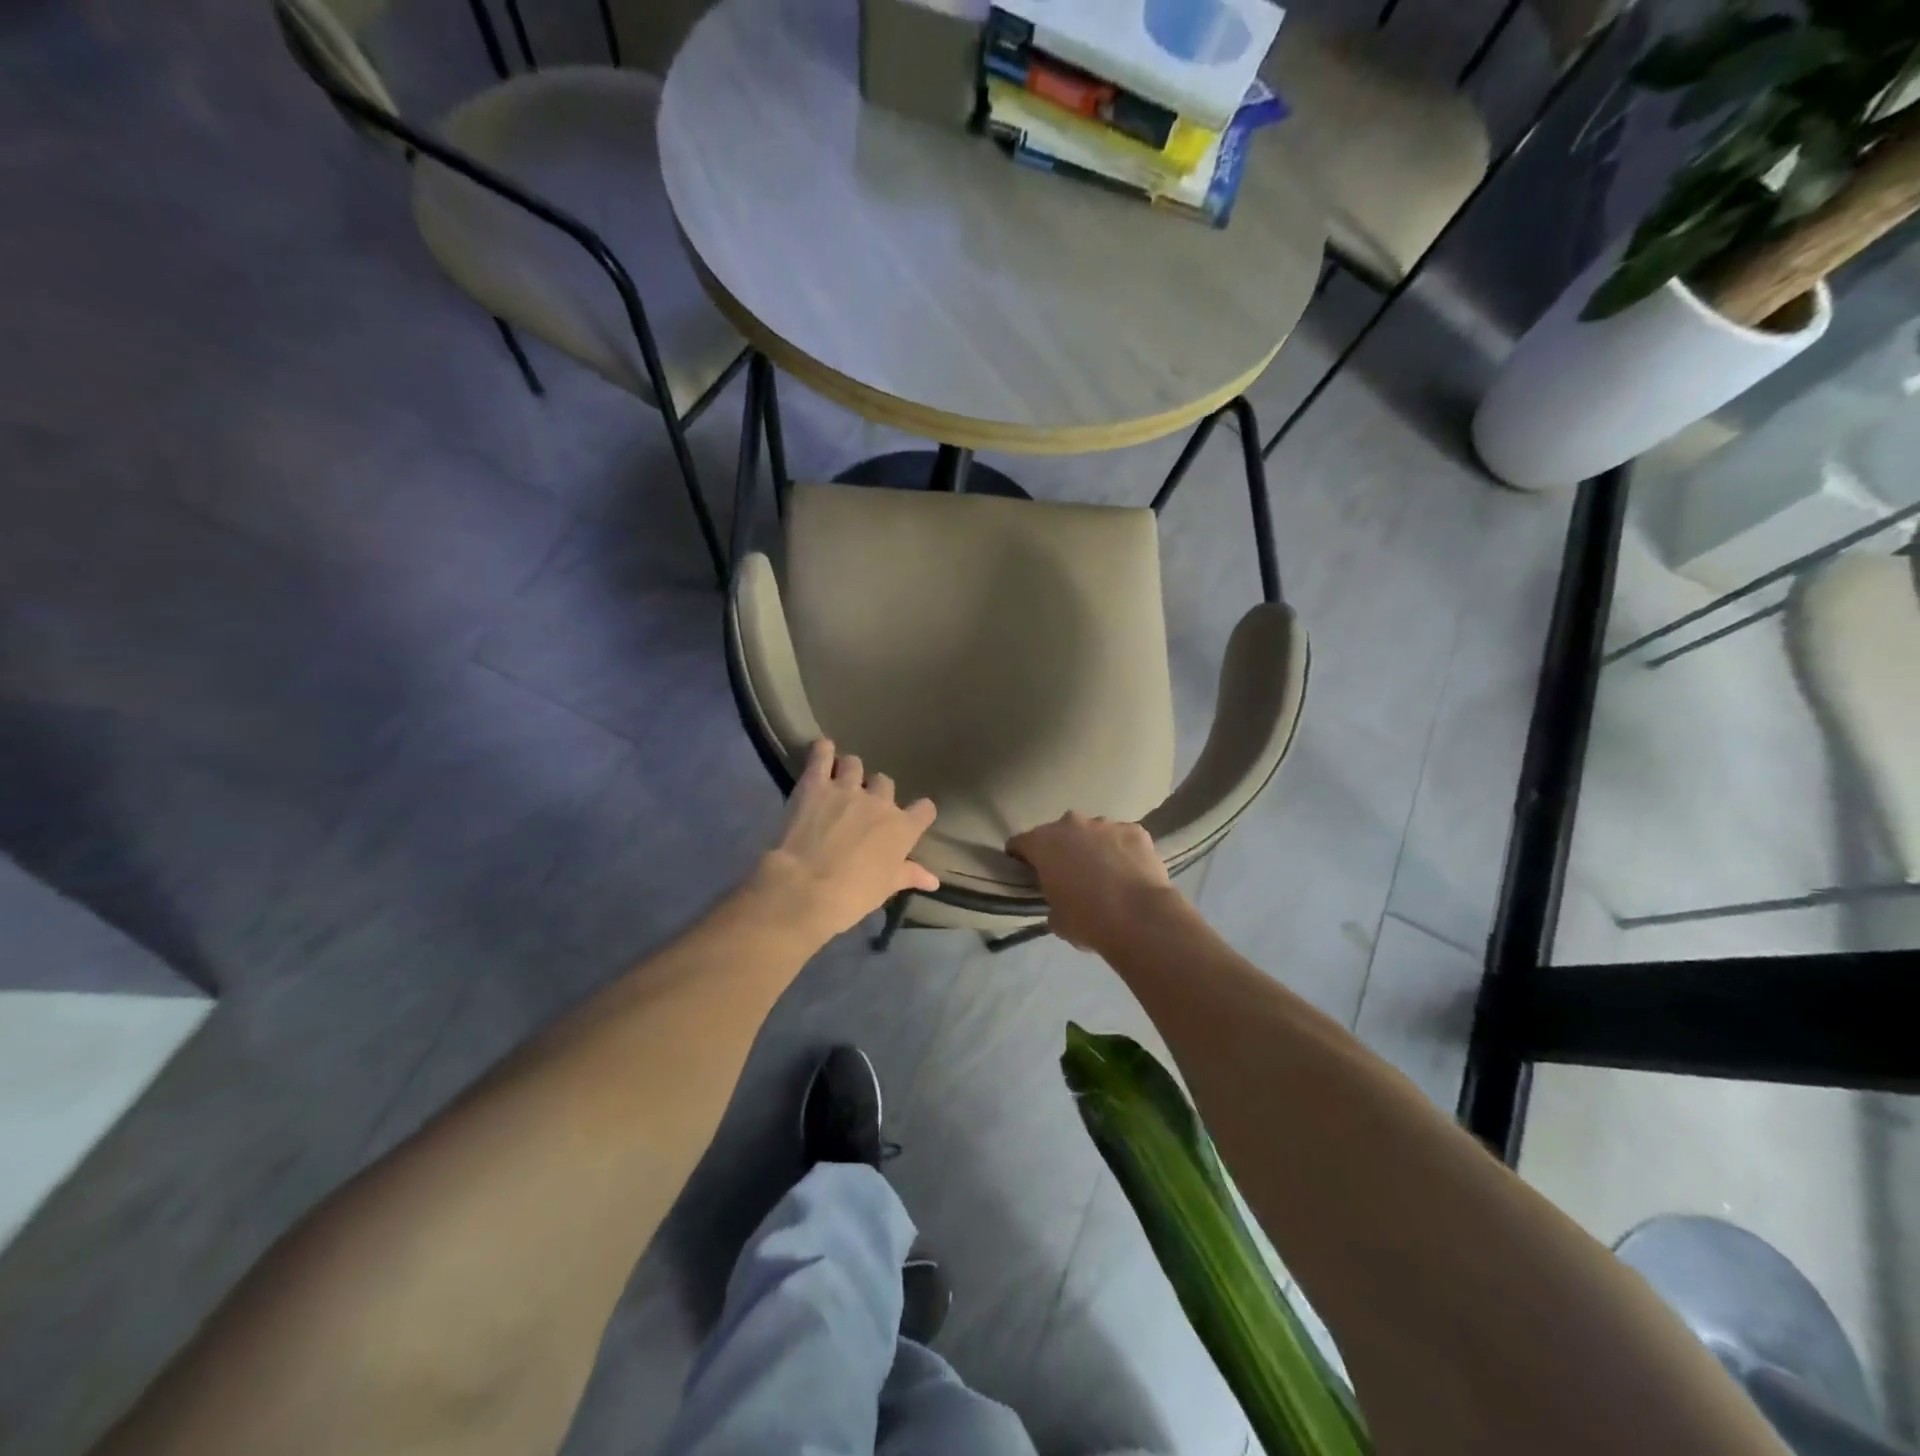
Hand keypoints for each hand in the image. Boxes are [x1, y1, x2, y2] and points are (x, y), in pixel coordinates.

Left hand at [754, 740, 938, 942]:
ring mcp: (846, 788)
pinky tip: (822, 751)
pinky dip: (822, 751)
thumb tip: (934, 880)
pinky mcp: (815, 783)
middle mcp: (879, 802)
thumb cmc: (851, 895)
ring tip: (838, 783)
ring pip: (854, 764)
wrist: (805, 888)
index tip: (911, 819)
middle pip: (885, 783)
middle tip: (862, 809)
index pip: (925, 809)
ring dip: (849, 772)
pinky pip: (822, 755)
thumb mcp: (885, 888)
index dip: (919, 813)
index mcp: (902, 828)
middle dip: (876, 792)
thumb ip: (910, 875)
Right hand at [1007, 812, 1172, 953]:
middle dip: (1060, 850)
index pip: (1020, 843)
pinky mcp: (1134, 830)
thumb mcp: (1056, 919)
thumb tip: (1061, 901)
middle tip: (1069, 876)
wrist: (1139, 917)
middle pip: (1058, 833)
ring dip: (1093, 848)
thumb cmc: (1087, 920)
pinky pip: (1121, 838)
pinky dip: (1122, 850)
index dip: (1021, 858)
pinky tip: (1129, 872)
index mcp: (1043, 843)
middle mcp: (1070, 824)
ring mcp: (1105, 824)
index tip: (1027, 872)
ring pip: (1092, 832)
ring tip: (1105, 874)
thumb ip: (1051, 902)